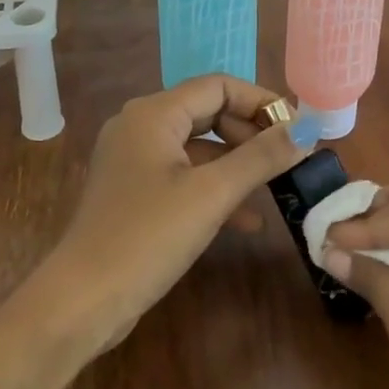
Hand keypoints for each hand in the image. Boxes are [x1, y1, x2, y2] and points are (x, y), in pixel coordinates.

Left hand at [24, 76, 309, 359]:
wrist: (82, 302)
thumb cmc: (147, 236)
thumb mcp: (212, 194)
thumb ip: (261, 157)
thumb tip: (306, 129)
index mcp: (154, 114)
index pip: (218, 86)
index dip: (261, 101)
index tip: (297, 127)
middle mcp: (140, 127)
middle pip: (208, 112)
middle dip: (251, 133)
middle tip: (288, 157)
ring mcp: (134, 161)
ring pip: (198, 148)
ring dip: (237, 164)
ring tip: (276, 184)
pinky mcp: (135, 193)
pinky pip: (184, 176)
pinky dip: (215, 189)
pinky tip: (248, 220)